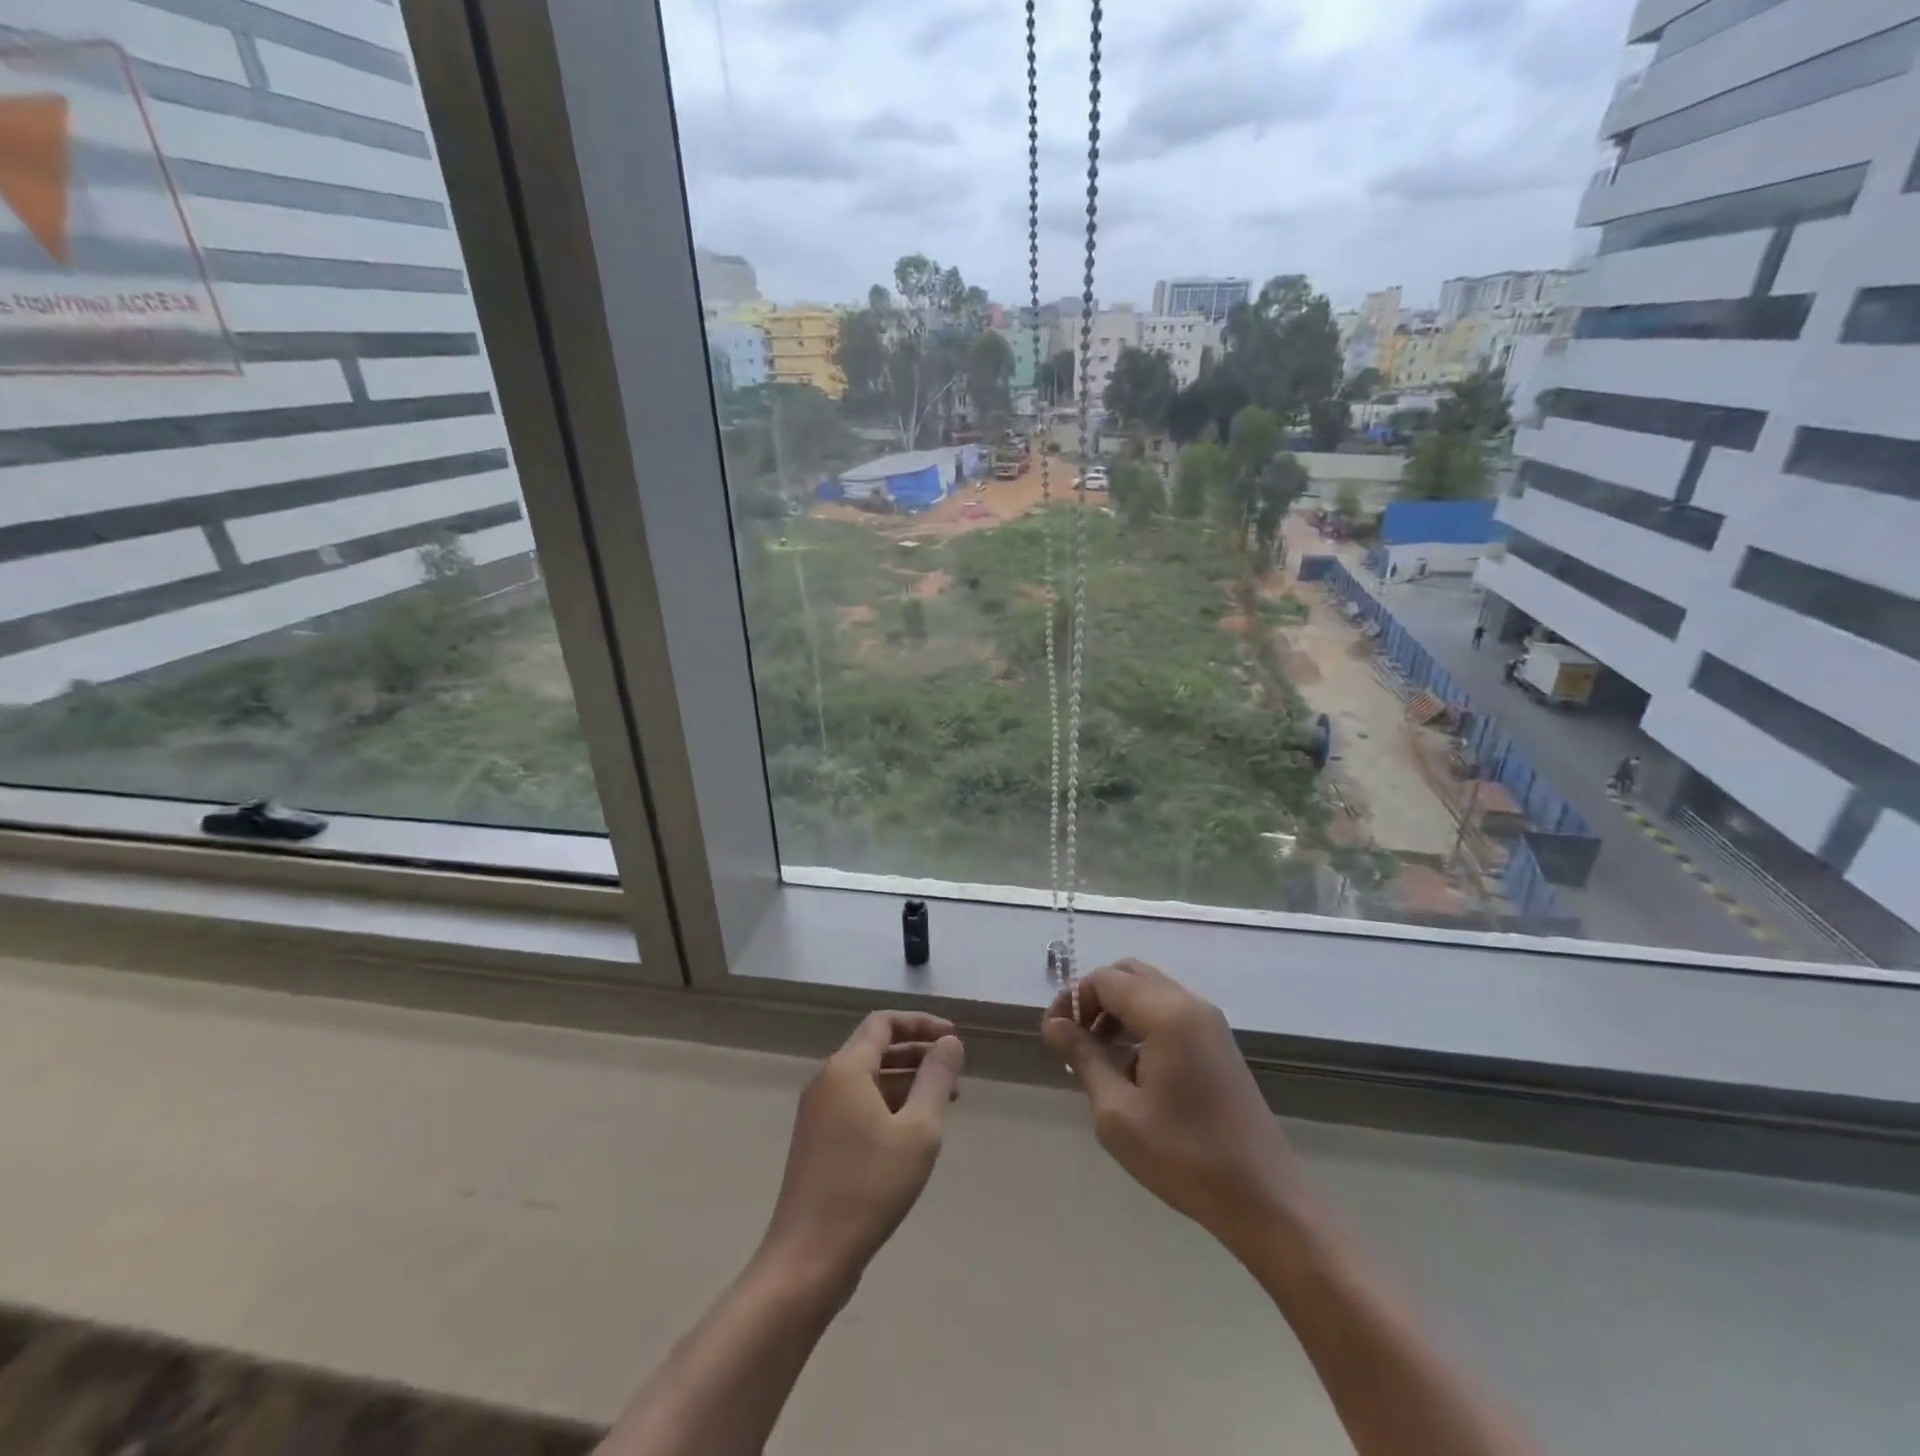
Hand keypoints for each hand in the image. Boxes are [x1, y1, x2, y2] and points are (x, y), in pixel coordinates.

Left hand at [760, 1011, 964, 1293]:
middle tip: (955, 1071)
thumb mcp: (917, 1130)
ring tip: (944, 1102)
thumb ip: (936, 1079)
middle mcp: (827, 1081)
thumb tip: (950, 1042)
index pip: (884, 1022)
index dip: (921, 1023)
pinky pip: (858, 1104)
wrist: (808, 1258)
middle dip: (917, 1053)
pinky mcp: (818, 1141)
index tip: (953, 1038)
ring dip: (906, 1081)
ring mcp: (818, 1113)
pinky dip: (888, 1104)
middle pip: (875, 1048)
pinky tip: (912, 1132)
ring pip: (868, 1079)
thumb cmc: (869, 1188)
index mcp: (846, 1068)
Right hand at [1042, 959, 1304, 1252]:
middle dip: (1094, 999)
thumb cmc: (1184, 1157)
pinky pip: (1169, 1012)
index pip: (1105, 980)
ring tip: (1096, 1058)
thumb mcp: (1117, 1113)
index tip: (1053, 1037)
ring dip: (1117, 1012)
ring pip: (1149, 992)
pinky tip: (1131, 1070)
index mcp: (1167, 1014)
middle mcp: (1190, 1004)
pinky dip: (1141, 1023)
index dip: (1072, 1000)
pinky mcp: (1218, 1043)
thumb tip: (1054, 1025)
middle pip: (1128, 975)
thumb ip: (1084, 1058)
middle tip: (1074, 1040)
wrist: (1264, 1199)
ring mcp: (1209, 1022)